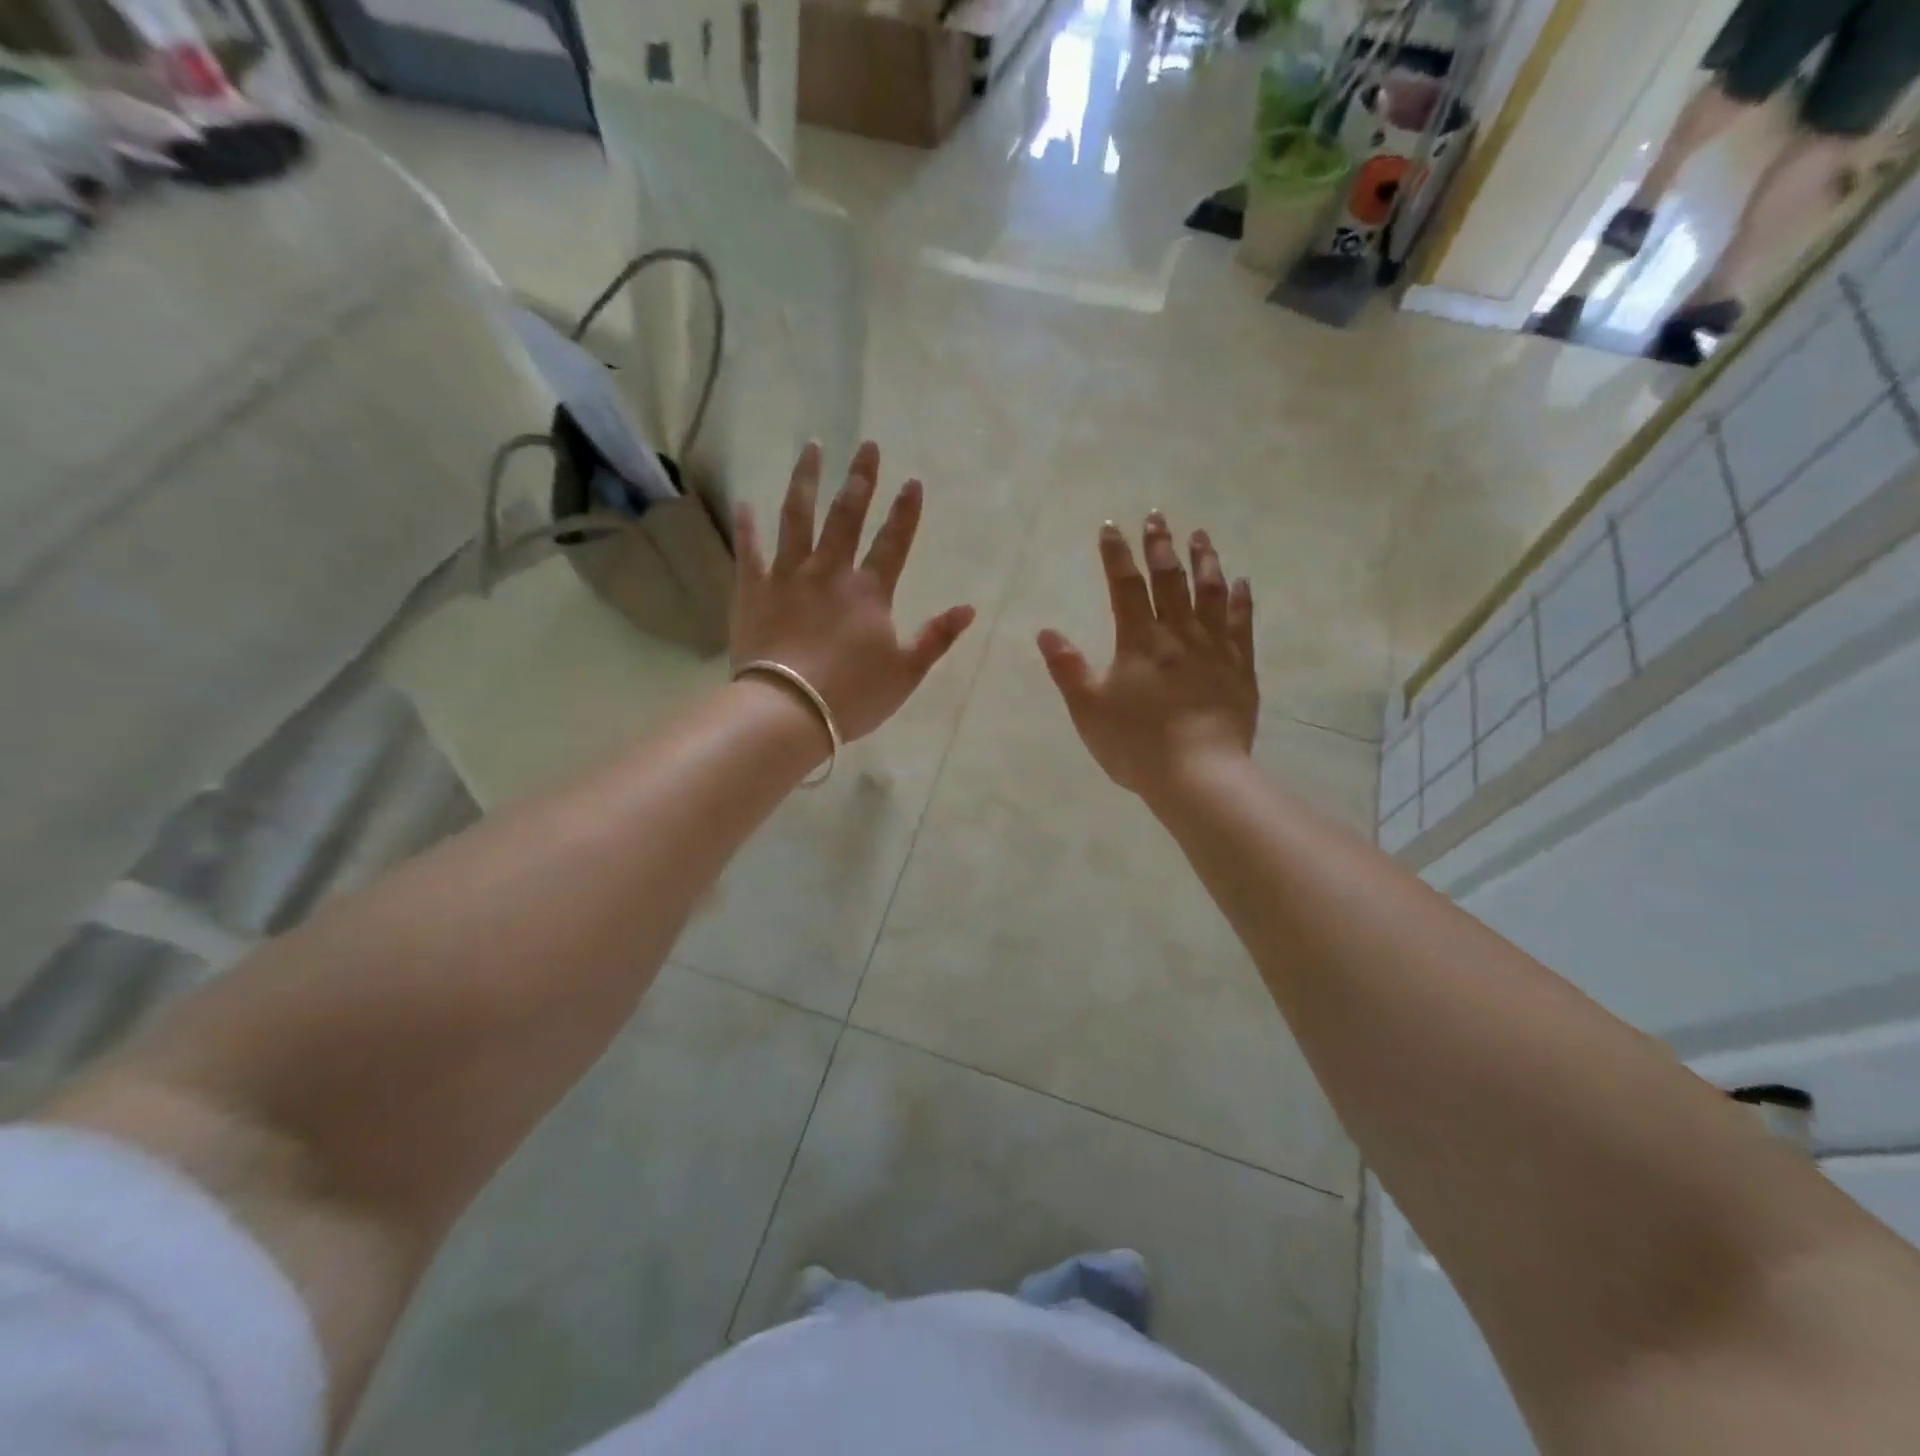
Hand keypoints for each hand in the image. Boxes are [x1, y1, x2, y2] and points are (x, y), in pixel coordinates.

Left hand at [731, 440, 975, 742]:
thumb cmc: (852, 695)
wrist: (788, 711)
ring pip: (797, 518)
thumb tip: (968, 608)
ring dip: (806, 481)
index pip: (893, 542)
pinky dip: (748, 527)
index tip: (912, 481)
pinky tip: (745, 503)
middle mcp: (829, 573)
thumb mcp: (906, 672)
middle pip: (846, 516)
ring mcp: (788, 577)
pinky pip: (750, 552)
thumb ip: (936, 637)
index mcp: (869, 592)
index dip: (905, 512)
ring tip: (811, 448)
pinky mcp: (753, 591)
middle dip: (860, 480)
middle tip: (866, 446)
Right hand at [1036, 513, 1257, 799]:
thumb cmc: (1136, 744)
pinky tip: (1241, 582)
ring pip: (1210, 592)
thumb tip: (1046, 631)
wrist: (1198, 775)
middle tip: (1157, 517)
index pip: (1125, 586)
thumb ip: (1067, 668)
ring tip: (1200, 535)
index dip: (1117, 554)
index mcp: (1139, 641)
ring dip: (1204, 560)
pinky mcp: (1240, 668)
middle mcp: (1178, 634)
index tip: (1111, 527)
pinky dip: (1240, 599)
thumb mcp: (1088, 709)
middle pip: (1170, 579)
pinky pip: (1242, 624)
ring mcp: (1214, 648)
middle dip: (1161, 545)